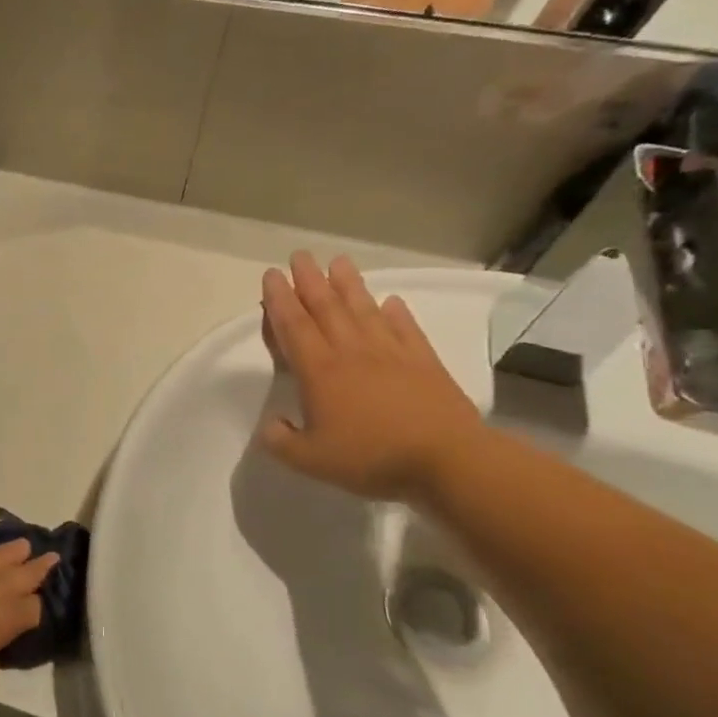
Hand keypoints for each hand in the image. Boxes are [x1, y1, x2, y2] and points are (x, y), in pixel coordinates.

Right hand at [257, 253, 483, 501]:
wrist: (447, 460)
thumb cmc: (370, 458)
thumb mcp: (309, 460)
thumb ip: (280, 441)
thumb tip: (271, 425)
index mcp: (319, 372)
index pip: (293, 327)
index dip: (279, 300)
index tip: (271, 276)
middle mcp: (352, 353)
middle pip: (326, 308)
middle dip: (310, 280)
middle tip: (300, 256)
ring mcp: (391, 354)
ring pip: (364, 310)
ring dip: (349, 285)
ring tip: (339, 262)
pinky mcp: (424, 363)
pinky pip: (406, 329)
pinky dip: (396, 313)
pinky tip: (391, 301)